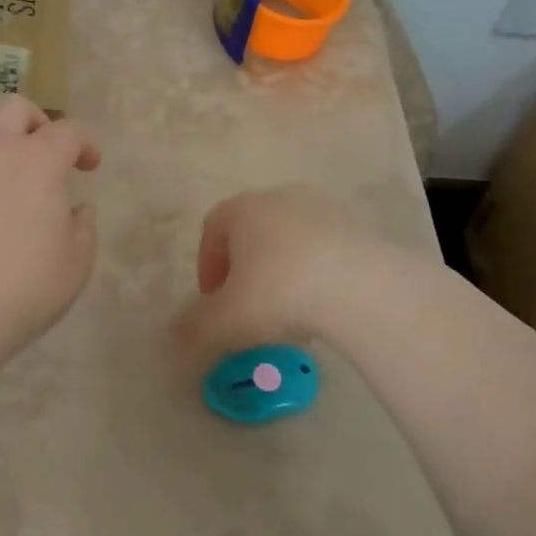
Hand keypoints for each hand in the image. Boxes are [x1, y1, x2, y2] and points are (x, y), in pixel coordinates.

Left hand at [0, 95, 99, 361]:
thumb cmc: (23, 289)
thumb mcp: (76, 264)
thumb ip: (83, 226)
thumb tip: (75, 208)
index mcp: (38, 160)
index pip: (68, 131)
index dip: (85, 144)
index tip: (89, 165)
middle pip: (14, 108)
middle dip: (37, 122)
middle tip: (45, 151)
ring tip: (2, 159)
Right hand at [175, 185, 420, 361]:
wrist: (362, 288)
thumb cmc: (280, 293)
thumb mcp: (227, 320)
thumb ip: (195, 328)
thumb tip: (173, 337)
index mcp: (243, 209)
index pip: (213, 228)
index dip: (208, 265)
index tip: (213, 300)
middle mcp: (280, 198)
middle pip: (252, 232)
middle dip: (245, 269)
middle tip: (248, 308)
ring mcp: (323, 209)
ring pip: (290, 240)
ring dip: (282, 272)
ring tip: (290, 314)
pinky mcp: (358, 227)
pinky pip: (325, 250)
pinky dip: (316, 274)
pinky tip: (324, 307)